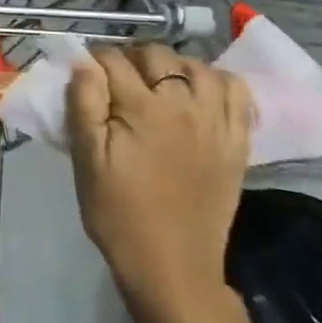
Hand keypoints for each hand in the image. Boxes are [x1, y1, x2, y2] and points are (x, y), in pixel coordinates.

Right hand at [66, 42, 254, 322]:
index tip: (83, 74)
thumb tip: (83, 62)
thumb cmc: (118, 212)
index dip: (92, 60)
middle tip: (116, 79)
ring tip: (157, 81)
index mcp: (142, 108)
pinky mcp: (237, 143)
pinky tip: (200, 91)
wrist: (172, 267)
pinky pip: (237, 94)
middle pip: (157, 55)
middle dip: (131, 57)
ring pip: (199, 67)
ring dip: (174, 65)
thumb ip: (84, 104)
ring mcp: (216, 123)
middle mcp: (184, 105)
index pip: (112, 60)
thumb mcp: (86, 159)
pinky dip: (218, 82)